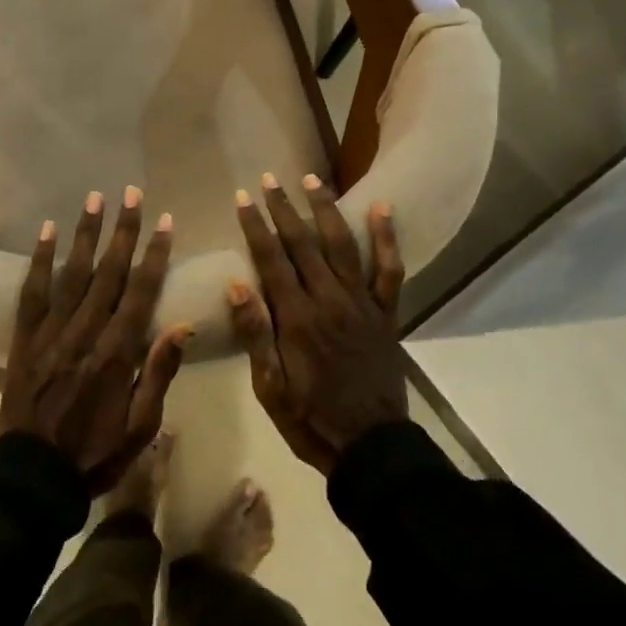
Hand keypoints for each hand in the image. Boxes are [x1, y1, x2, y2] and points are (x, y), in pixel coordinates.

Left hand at [0, 188, 189, 493]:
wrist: (33, 476)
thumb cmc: (95, 453)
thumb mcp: (140, 426)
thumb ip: (160, 373)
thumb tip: (184, 326)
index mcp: (118, 353)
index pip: (141, 292)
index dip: (155, 254)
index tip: (165, 221)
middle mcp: (85, 332)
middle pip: (108, 272)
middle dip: (123, 231)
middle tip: (132, 193)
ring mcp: (51, 332)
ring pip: (72, 273)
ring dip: (86, 234)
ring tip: (95, 198)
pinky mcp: (25, 338)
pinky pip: (32, 292)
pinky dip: (40, 260)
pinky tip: (47, 231)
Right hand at [229, 174, 408, 475]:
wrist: (371, 447)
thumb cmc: (309, 419)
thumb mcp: (269, 387)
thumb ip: (256, 334)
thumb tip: (236, 284)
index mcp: (296, 319)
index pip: (271, 259)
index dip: (255, 225)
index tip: (243, 197)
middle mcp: (329, 300)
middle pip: (303, 243)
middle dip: (284, 208)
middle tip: (269, 179)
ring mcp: (361, 304)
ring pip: (342, 245)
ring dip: (325, 209)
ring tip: (312, 179)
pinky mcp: (385, 313)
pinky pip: (389, 270)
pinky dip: (387, 238)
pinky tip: (382, 207)